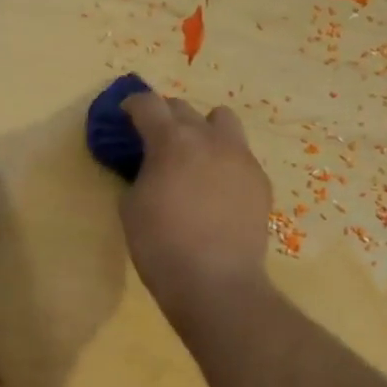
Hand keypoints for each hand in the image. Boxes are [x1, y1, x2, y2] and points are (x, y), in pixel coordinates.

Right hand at [120, 95, 272, 322]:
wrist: (216, 282)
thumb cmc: (161, 246)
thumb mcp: (131, 207)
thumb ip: (140, 174)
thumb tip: (150, 168)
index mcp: (171, 141)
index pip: (148, 104)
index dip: (133, 105)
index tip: (126, 115)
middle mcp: (209, 138)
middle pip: (184, 108)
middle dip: (165, 117)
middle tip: (155, 139)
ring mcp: (240, 157)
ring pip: (222, 120)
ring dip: (203, 128)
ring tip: (195, 154)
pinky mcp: (260, 180)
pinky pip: (240, 154)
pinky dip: (224, 160)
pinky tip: (217, 188)